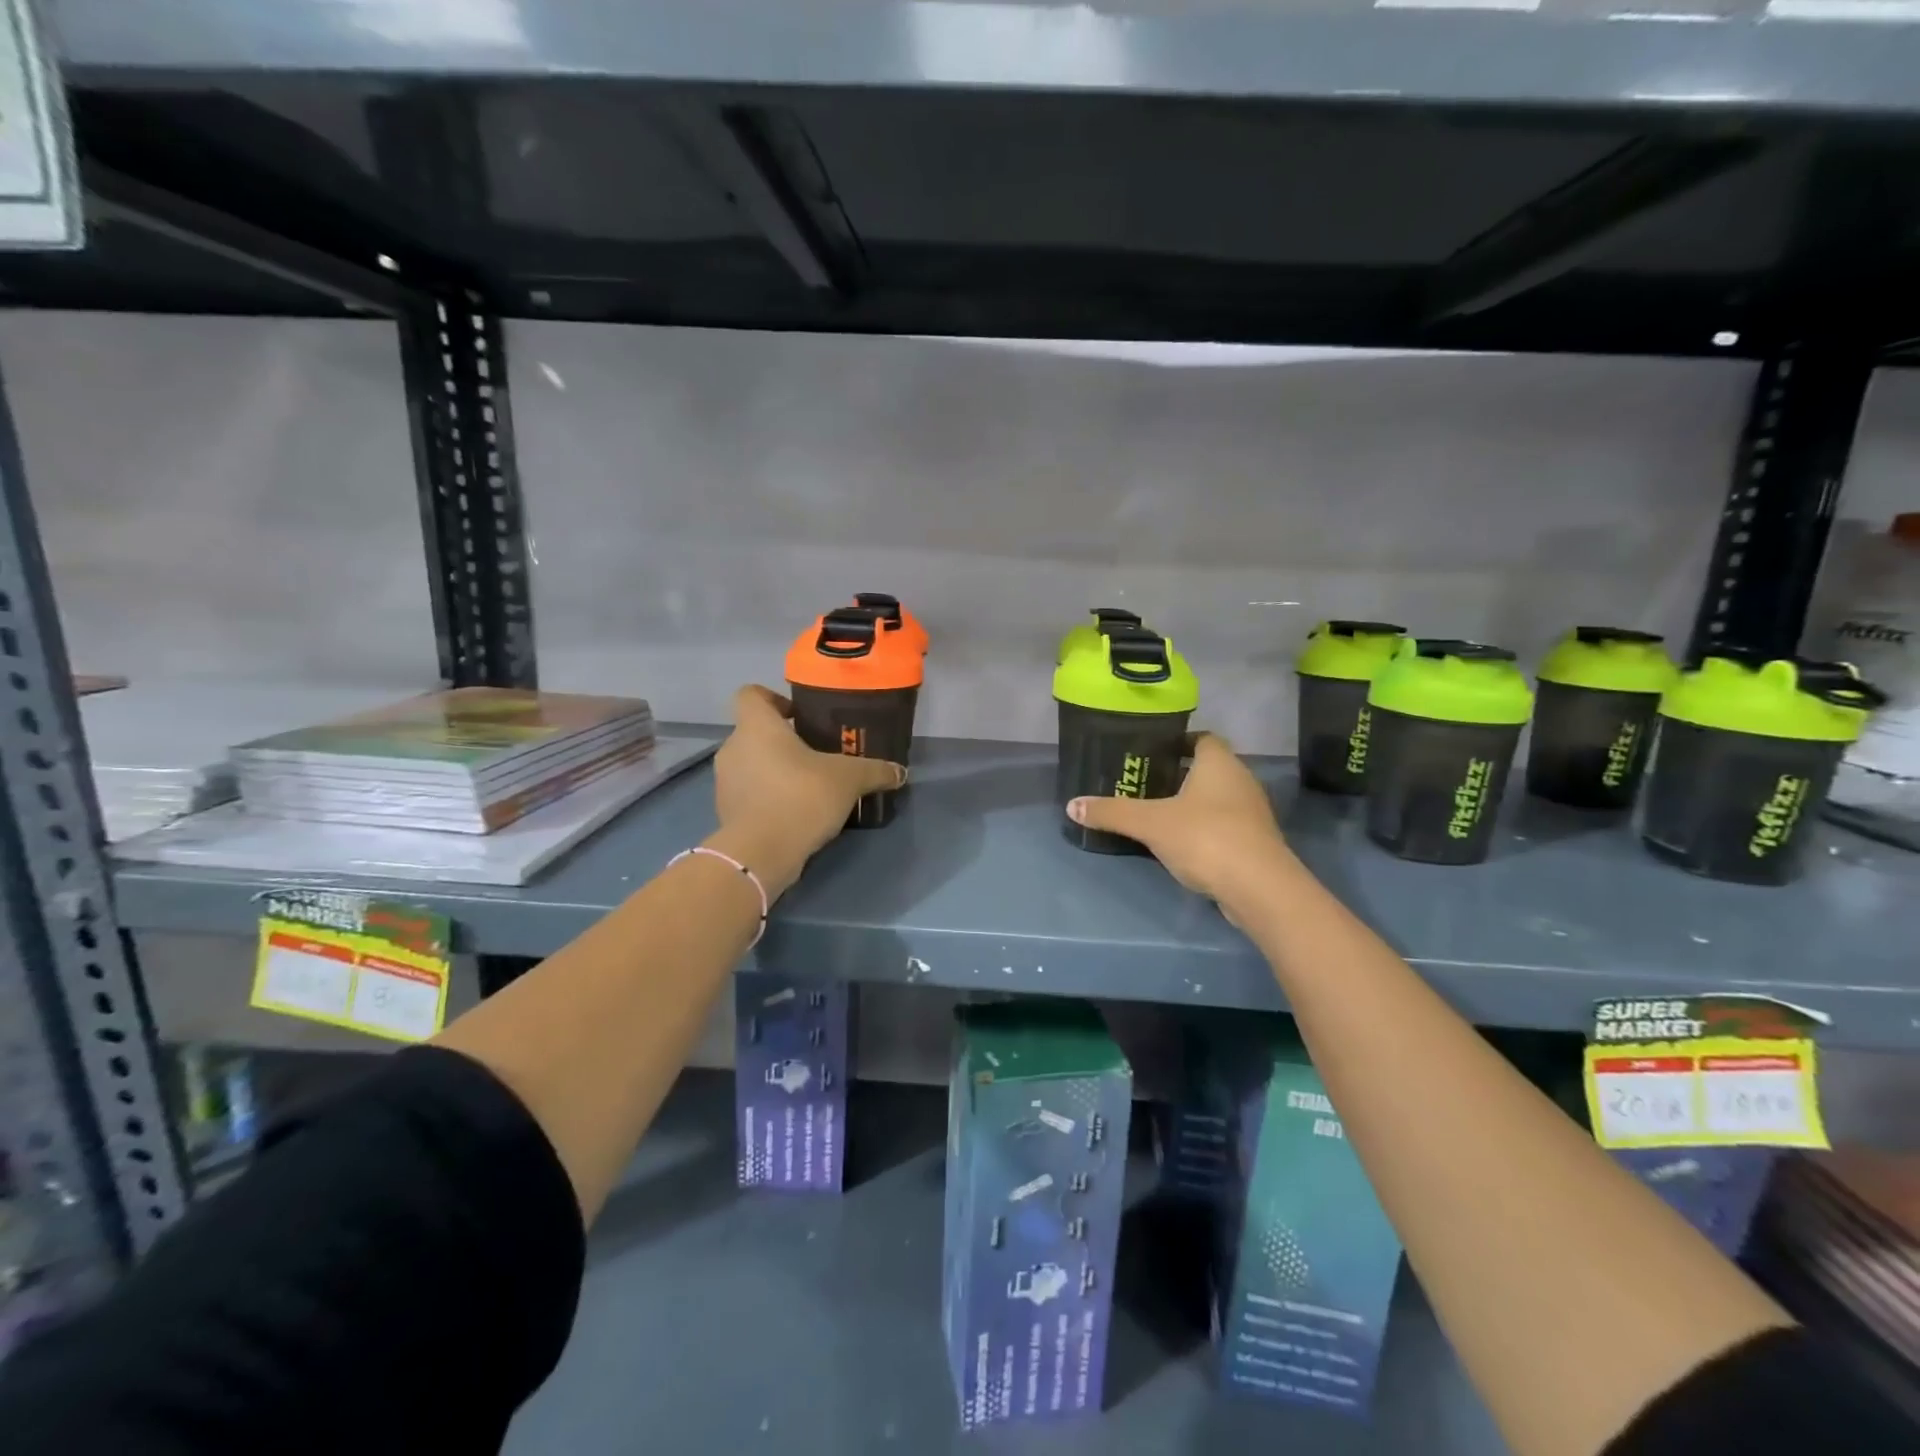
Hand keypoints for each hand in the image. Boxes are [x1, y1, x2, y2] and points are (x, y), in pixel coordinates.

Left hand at [709, 685, 905, 897]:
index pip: (751, 694)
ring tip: (808, 785)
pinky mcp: (725, 811)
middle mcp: (734, 747)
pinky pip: (749, 792)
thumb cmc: (802, 796)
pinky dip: (767, 796)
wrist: (762, 852)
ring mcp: (725, 781)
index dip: (773, 698)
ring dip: (774, 769)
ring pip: (751, 763)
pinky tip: (795, 811)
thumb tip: (900, 771)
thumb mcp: (849, 779)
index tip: (798, 714)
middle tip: (815, 753)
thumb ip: (875, 770)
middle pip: (755, 731)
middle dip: (783, 740)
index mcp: (757, 726)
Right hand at [1068, 733, 1290, 909]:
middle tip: (1144, 782)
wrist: (1259, 888)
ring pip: (1217, 798)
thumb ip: (1112, 813)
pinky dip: (1203, 828)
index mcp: (1219, 763)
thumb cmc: (1205, 838)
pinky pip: (1224, 824)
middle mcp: (1241, 780)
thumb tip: (1072, 805)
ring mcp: (1252, 813)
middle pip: (1208, 768)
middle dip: (1178, 774)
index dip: (1178, 742)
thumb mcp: (1150, 824)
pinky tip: (1180, 842)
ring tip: (1156, 812)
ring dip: (1191, 803)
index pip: (1202, 738)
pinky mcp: (1255, 842)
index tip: (1151, 752)